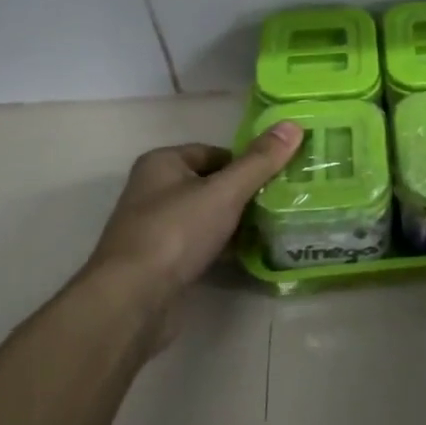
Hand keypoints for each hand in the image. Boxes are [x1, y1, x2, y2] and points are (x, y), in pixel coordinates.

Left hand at [75, 121, 303, 347]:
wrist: (132, 300)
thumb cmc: (176, 233)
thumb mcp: (224, 191)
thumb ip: (260, 161)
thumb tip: (293, 124)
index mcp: (162, 163)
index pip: (215, 153)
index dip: (247, 163)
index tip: (278, 177)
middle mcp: (154, 191)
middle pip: (212, 184)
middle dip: (245, 194)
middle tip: (282, 201)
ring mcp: (156, 228)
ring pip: (208, 216)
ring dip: (236, 222)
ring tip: (274, 226)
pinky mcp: (162, 262)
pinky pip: (201, 245)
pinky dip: (224, 247)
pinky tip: (250, 254)